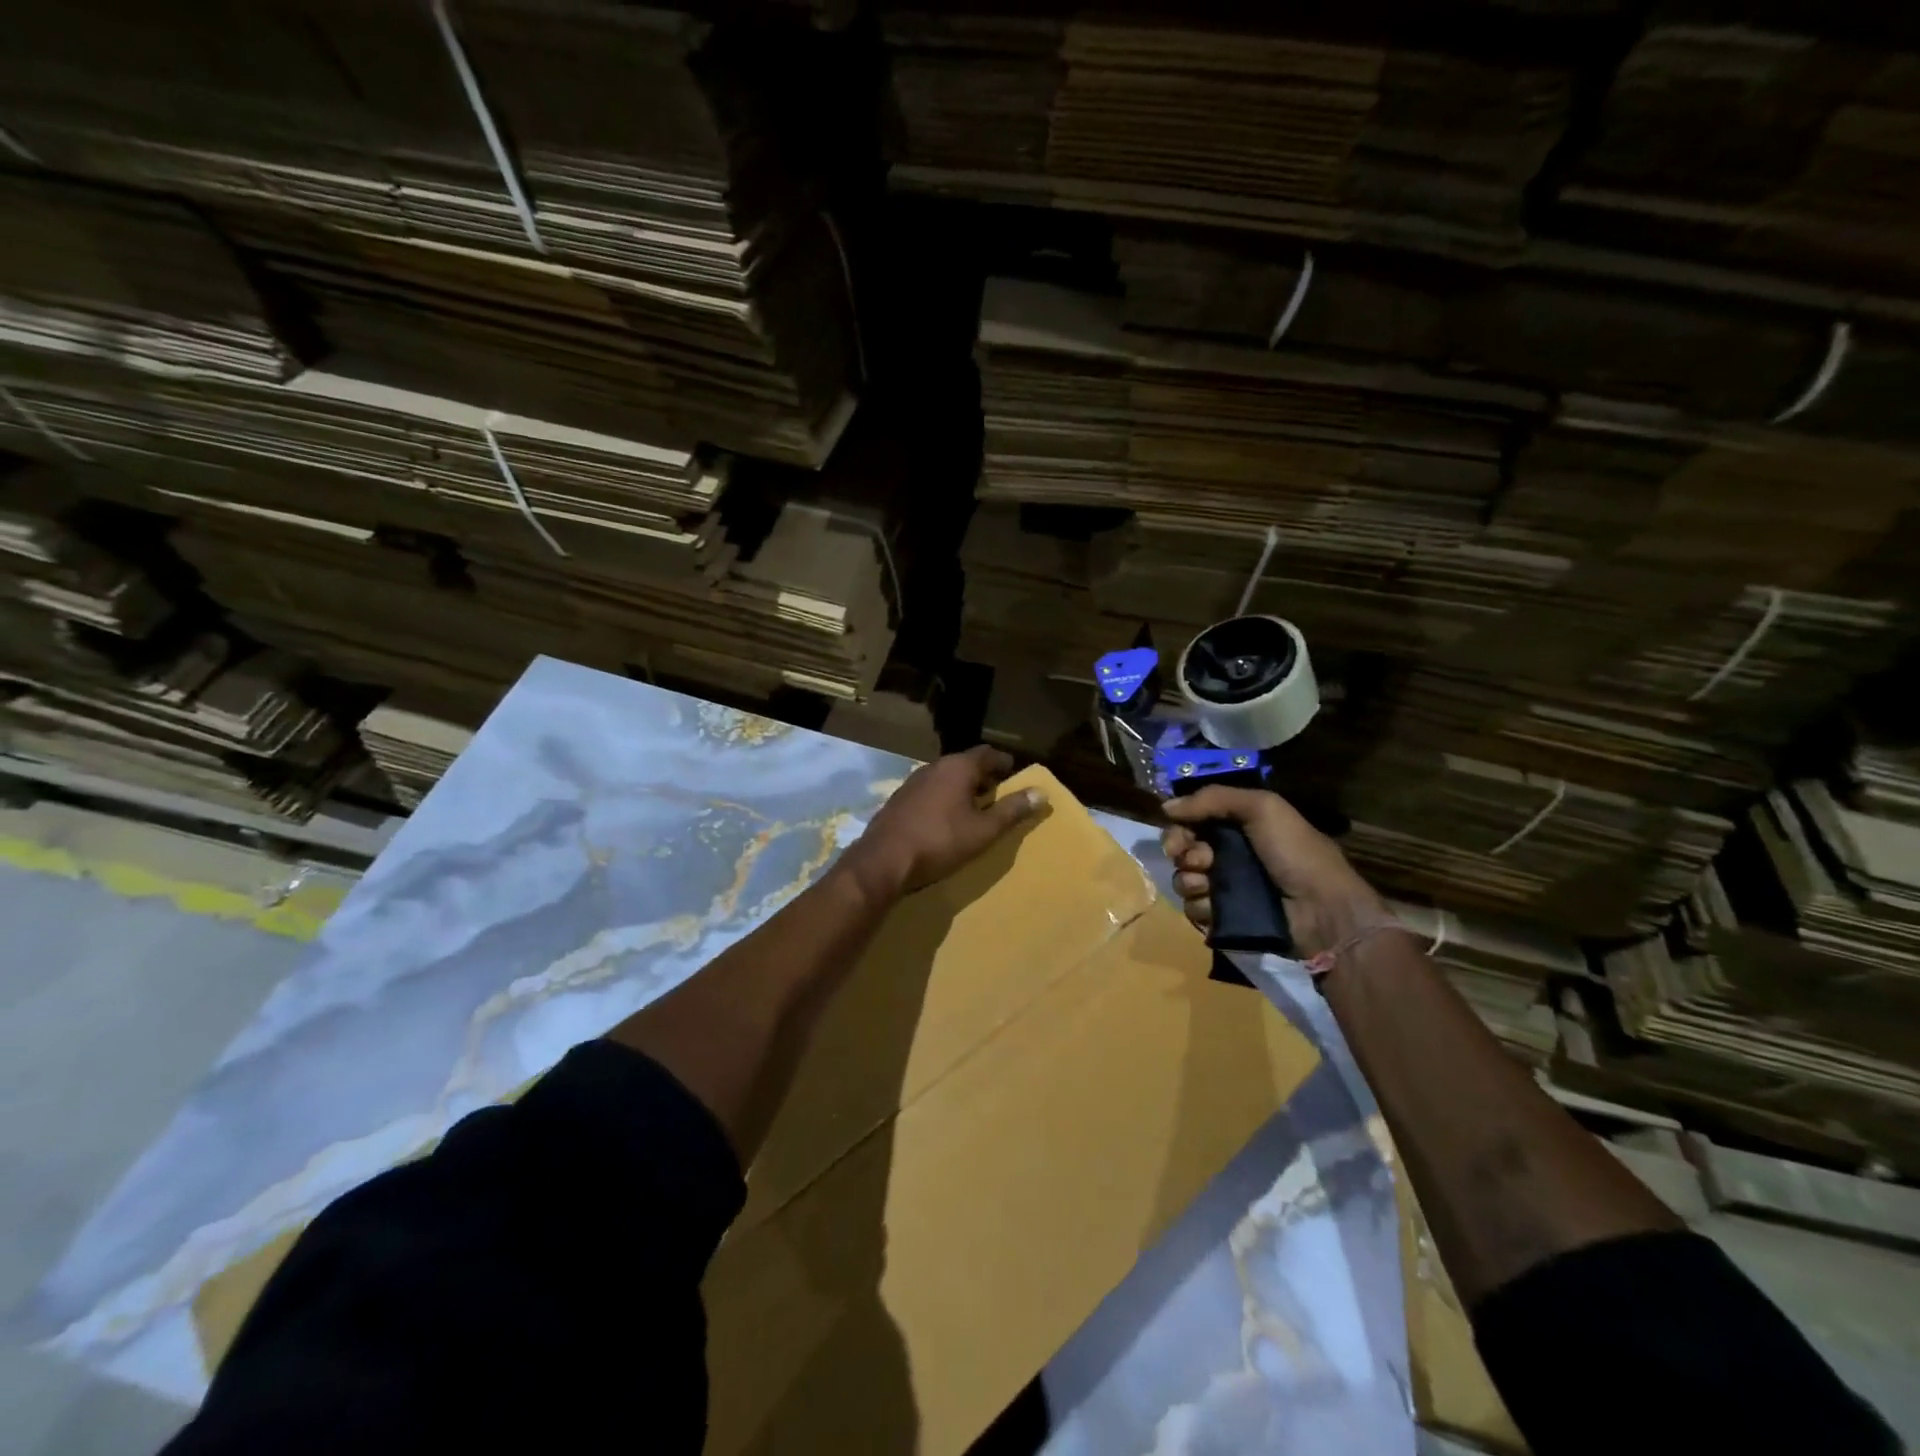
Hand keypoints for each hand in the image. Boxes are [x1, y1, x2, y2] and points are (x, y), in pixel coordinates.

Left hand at [839, 745, 1045, 902]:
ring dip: (962, 788)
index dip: (1005, 763)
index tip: (1016, 774)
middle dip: (984, 776)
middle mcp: (934, 767)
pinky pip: (929, 791)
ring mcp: (912, 782)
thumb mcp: (983, 830)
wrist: (883, 861)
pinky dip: (943, 798)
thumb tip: (1041, 793)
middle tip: (999, 793)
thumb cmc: (940, 841)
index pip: (988, 753)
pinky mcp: (899, 800)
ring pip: (945, 777)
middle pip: (965, 764)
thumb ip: (1012, 811)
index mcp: (958, 767)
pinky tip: (945, 819)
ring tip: (975, 807)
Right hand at [1160, 786, 1386, 958]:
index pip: (1193, 820)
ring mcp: (1226, 888)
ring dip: (1191, 882)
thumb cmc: (1296, 854)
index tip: (1178, 834)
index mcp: (1238, 826)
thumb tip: (1166, 806)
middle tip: (1201, 861)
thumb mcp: (1262, 808)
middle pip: (1182, 850)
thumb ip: (1213, 798)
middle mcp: (1229, 854)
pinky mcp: (1225, 918)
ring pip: (1184, 881)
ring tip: (1210, 886)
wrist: (1323, 911)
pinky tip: (1217, 908)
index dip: (1179, 826)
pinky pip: (1194, 910)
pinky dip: (1202, 908)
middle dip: (1183, 853)